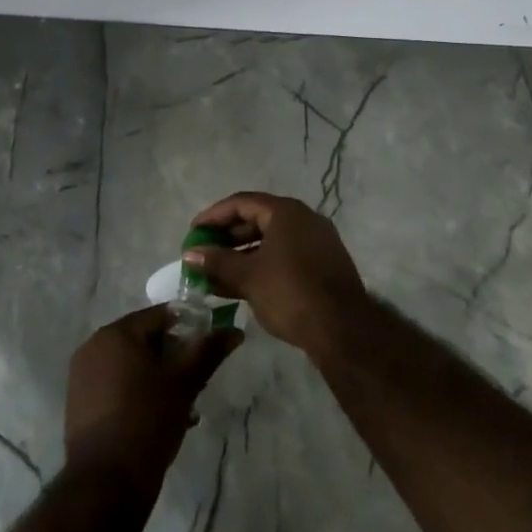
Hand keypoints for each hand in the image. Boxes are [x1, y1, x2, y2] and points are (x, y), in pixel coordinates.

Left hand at [64, 306, 241, 494]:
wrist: (106, 482)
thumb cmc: (147, 420)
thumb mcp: (184, 383)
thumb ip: (208, 351)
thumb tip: (234, 331)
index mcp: (116, 333)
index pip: (161, 315)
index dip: (191, 327)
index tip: (210, 349)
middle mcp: (94, 347)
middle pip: (145, 340)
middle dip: (175, 357)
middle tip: (199, 381)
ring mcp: (83, 376)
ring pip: (133, 366)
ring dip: (160, 378)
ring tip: (186, 405)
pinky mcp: (81, 404)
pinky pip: (118, 386)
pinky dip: (140, 394)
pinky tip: (163, 419)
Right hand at [183, 192, 366, 355]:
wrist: (343, 329)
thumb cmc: (290, 292)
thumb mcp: (247, 276)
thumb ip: (216, 262)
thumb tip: (189, 254)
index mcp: (286, 212)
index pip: (241, 203)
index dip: (213, 216)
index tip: (193, 233)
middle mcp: (304, 219)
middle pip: (257, 220)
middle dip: (226, 237)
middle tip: (203, 253)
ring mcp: (316, 242)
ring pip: (270, 241)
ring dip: (241, 255)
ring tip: (215, 274)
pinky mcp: (322, 265)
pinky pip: (284, 256)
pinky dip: (260, 265)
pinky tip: (241, 286)